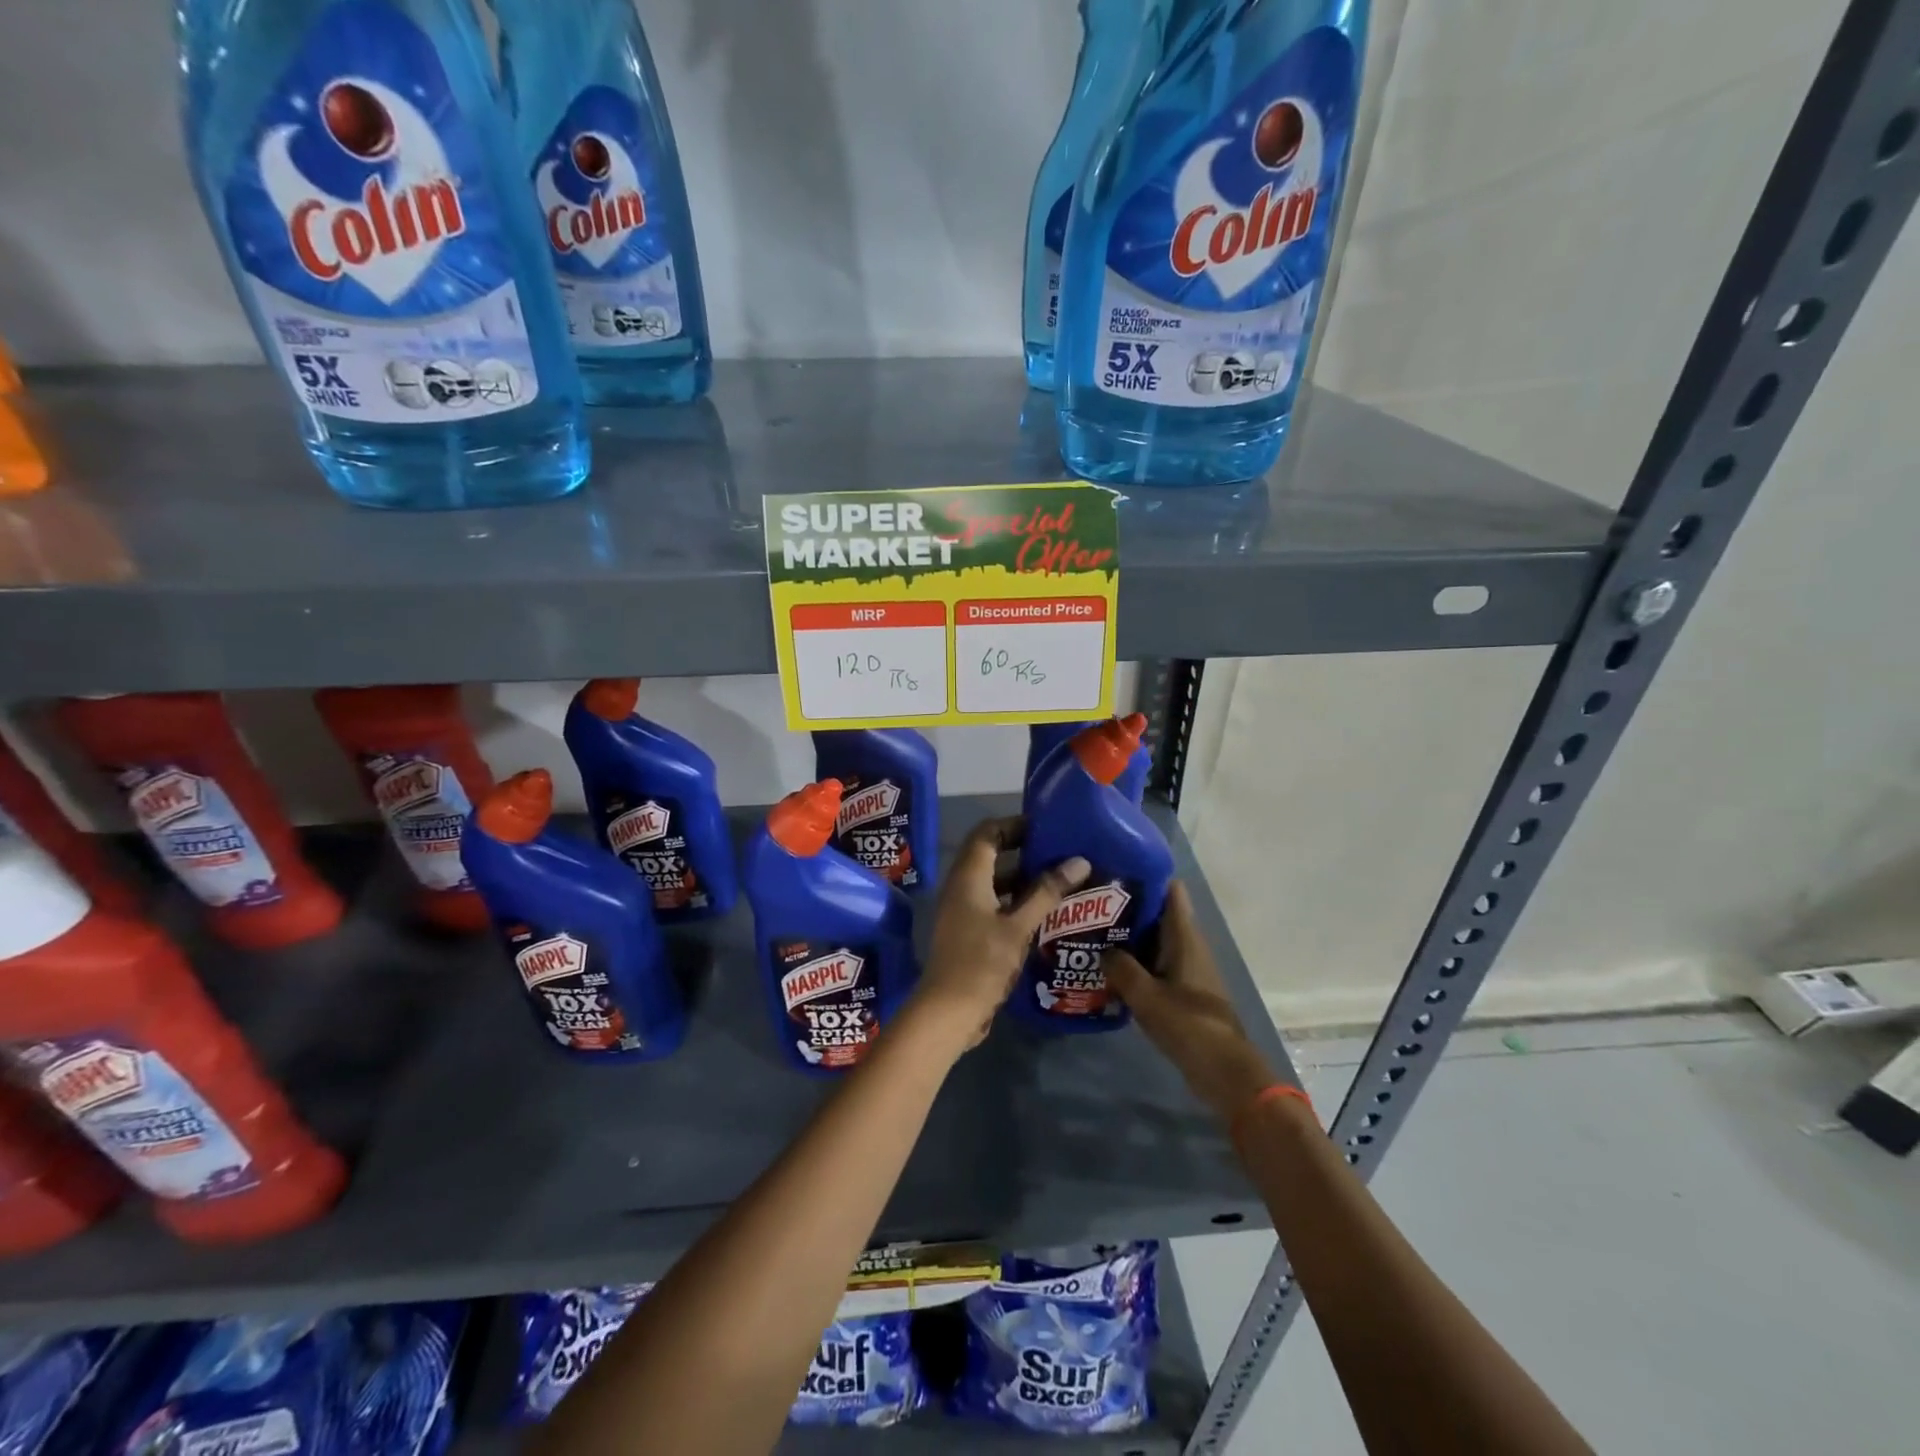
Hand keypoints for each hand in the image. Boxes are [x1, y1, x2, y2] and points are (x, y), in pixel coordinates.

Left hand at [908, 817, 1089, 1054]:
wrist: (949, 1011)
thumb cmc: (982, 962)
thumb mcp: (1019, 926)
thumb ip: (1047, 892)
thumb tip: (1079, 861)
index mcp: (968, 875)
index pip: (988, 832)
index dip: (1015, 824)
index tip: (1047, 827)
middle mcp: (962, 886)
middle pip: (991, 855)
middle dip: (1025, 851)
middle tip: (1061, 853)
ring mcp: (963, 910)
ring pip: (995, 882)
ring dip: (1023, 879)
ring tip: (1061, 880)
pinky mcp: (969, 932)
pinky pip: (994, 905)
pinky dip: (1017, 902)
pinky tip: (1046, 913)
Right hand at [1103, 883, 1278, 1120]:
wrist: (1224, 1071)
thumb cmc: (1188, 1024)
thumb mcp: (1145, 995)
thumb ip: (1120, 968)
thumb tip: (1102, 949)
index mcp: (1184, 936)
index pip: (1170, 890)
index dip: (1145, 876)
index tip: (1114, 872)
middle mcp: (1188, 945)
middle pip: (1158, 915)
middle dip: (1127, 909)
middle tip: (1091, 905)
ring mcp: (1188, 968)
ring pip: (1155, 942)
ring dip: (1129, 939)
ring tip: (1092, 934)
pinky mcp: (1185, 990)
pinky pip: (1157, 966)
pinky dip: (1137, 963)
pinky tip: (1109, 971)